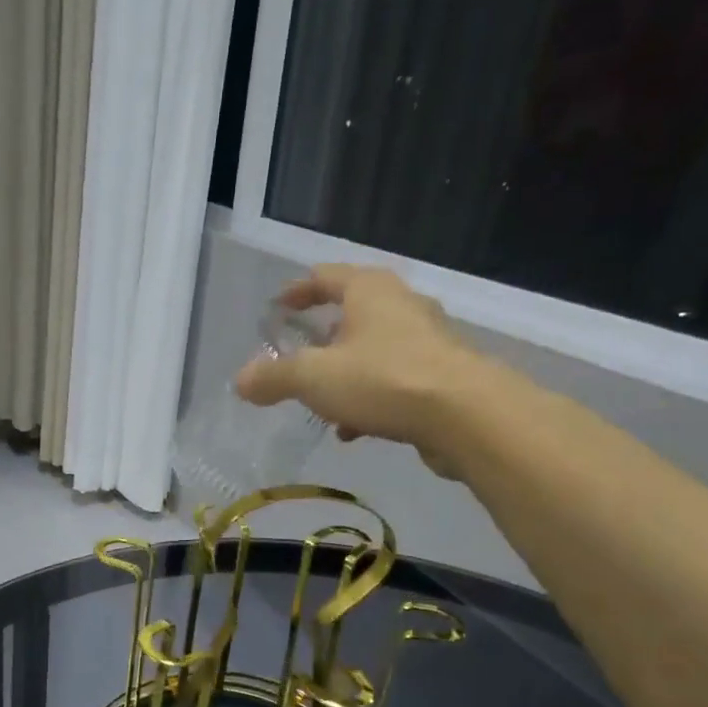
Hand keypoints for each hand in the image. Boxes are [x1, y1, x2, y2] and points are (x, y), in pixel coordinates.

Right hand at [235, 264, 487, 475]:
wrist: (465, 416)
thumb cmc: (383, 379)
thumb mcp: (313, 378)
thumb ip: (274, 377)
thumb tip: (241, 381)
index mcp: (369, 291)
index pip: (325, 277)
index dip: (296, 291)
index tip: (276, 308)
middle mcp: (401, 306)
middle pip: (352, 313)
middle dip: (322, 336)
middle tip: (297, 355)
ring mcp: (426, 340)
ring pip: (373, 350)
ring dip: (344, 372)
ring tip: (320, 401)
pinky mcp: (441, 375)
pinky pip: (392, 380)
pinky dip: (368, 397)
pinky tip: (353, 429)